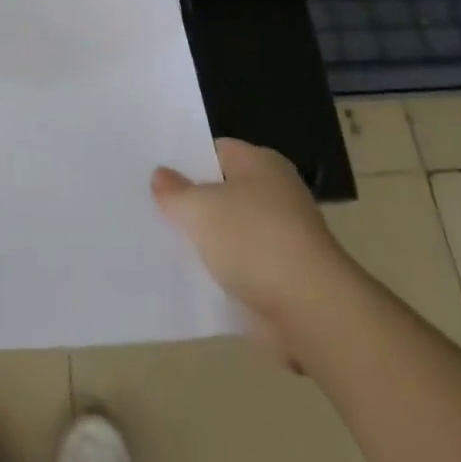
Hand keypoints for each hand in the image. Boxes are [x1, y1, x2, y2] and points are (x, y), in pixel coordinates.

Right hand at [152, 139, 341, 348]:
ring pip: (231, 230)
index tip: (152, 172)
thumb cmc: (254, 241)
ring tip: (162, 242)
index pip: (215, 150)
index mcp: (260, 163)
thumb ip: (174, 191)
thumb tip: (160, 175)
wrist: (310, 311)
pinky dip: (222, 271)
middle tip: (150, 206)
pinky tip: (191, 277)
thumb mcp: (199, 209)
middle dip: (192, 201)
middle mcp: (275, 192)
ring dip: (207, 240)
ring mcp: (282, 235)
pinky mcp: (283, 275)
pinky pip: (242, 265)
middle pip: (222, 190)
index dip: (184, 159)